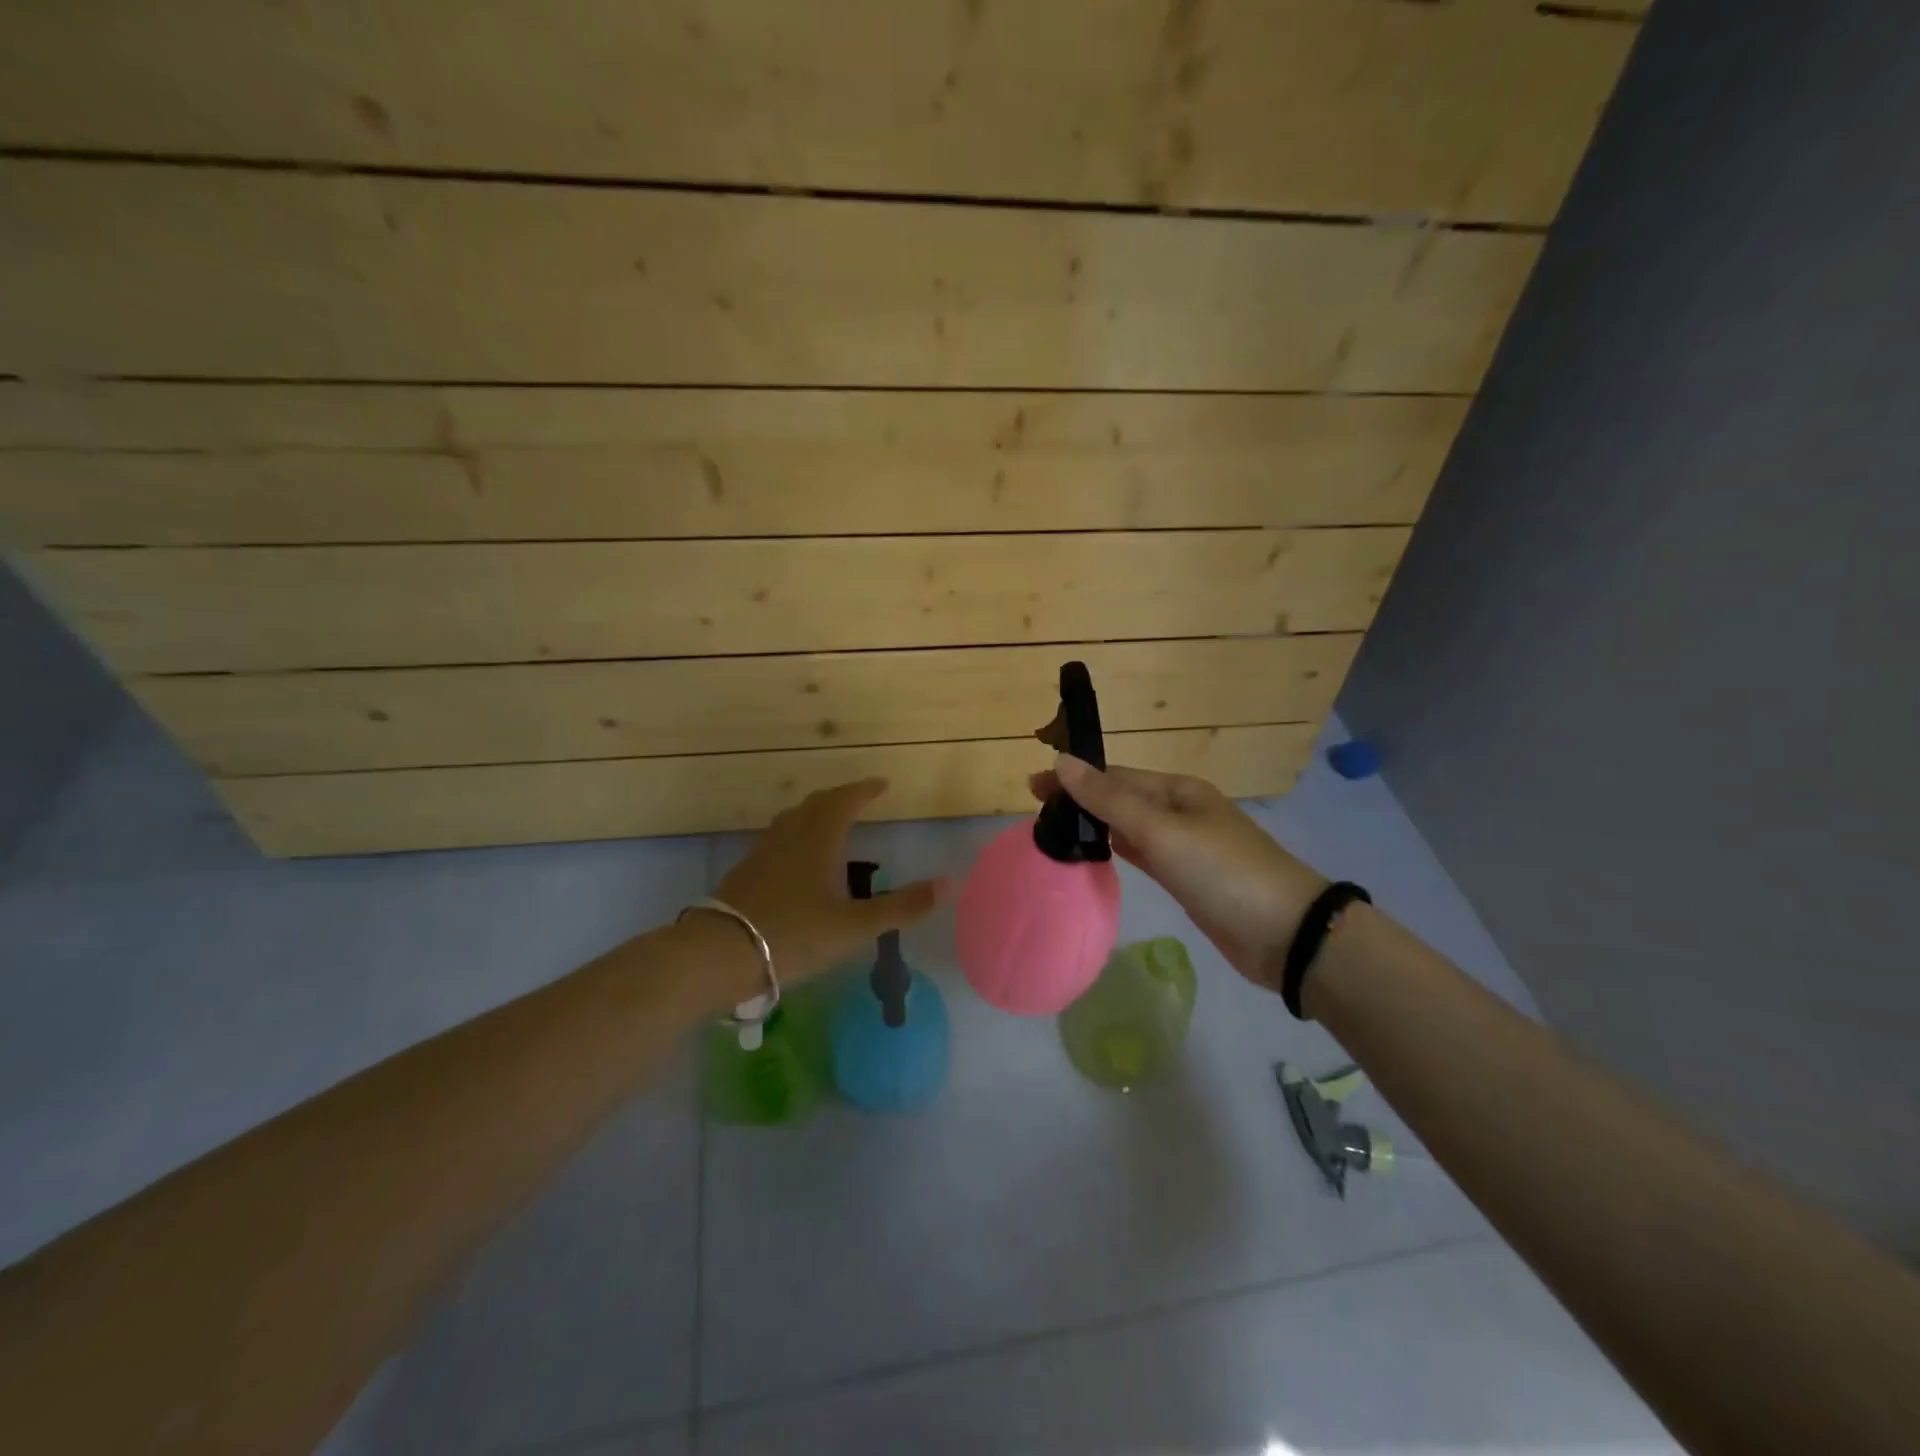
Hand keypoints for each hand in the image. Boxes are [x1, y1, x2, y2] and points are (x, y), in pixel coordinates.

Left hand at [715, 778, 943, 990]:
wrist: (717, 955)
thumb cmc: (792, 935)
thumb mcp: (854, 927)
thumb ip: (901, 907)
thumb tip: (949, 883)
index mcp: (818, 840)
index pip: (844, 801)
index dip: (864, 790)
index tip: (882, 785)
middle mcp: (789, 837)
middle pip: (815, 804)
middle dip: (840, 798)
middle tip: (859, 800)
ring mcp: (762, 853)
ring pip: (791, 820)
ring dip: (814, 814)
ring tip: (829, 824)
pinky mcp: (744, 873)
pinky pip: (776, 840)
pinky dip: (795, 836)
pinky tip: (795, 862)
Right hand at [1029, 756, 1325, 992]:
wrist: (1286, 934)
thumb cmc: (1222, 872)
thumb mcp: (1162, 831)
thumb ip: (1110, 799)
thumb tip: (1062, 762)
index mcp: (1178, 790)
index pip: (1115, 776)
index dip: (1074, 778)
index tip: (1032, 787)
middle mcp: (1180, 811)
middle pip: (1121, 799)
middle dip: (1081, 800)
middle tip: (1036, 813)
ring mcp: (1185, 846)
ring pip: (1130, 827)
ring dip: (1095, 825)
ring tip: (1055, 831)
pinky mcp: (1186, 879)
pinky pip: (1143, 855)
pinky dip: (1117, 850)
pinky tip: (1095, 854)